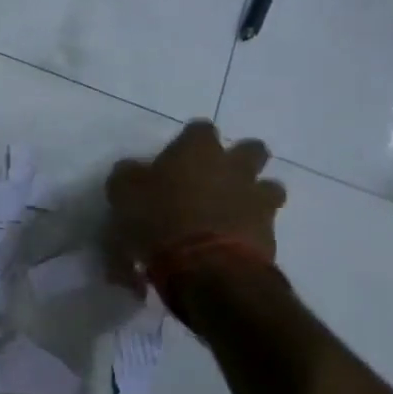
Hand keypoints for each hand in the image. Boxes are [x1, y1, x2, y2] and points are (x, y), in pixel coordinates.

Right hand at [104, 121, 285, 289]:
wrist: (204, 265)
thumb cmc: (157, 219)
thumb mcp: (123, 194)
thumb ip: (128, 175)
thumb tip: (132, 169)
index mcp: (198, 150)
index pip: (200, 128)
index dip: (189, 141)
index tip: (177, 157)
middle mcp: (234, 166)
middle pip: (251, 149)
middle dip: (238, 159)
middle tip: (214, 178)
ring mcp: (256, 197)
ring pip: (268, 186)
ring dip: (253, 194)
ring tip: (230, 212)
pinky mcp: (270, 230)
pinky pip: (264, 222)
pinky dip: (250, 228)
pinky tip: (229, 242)